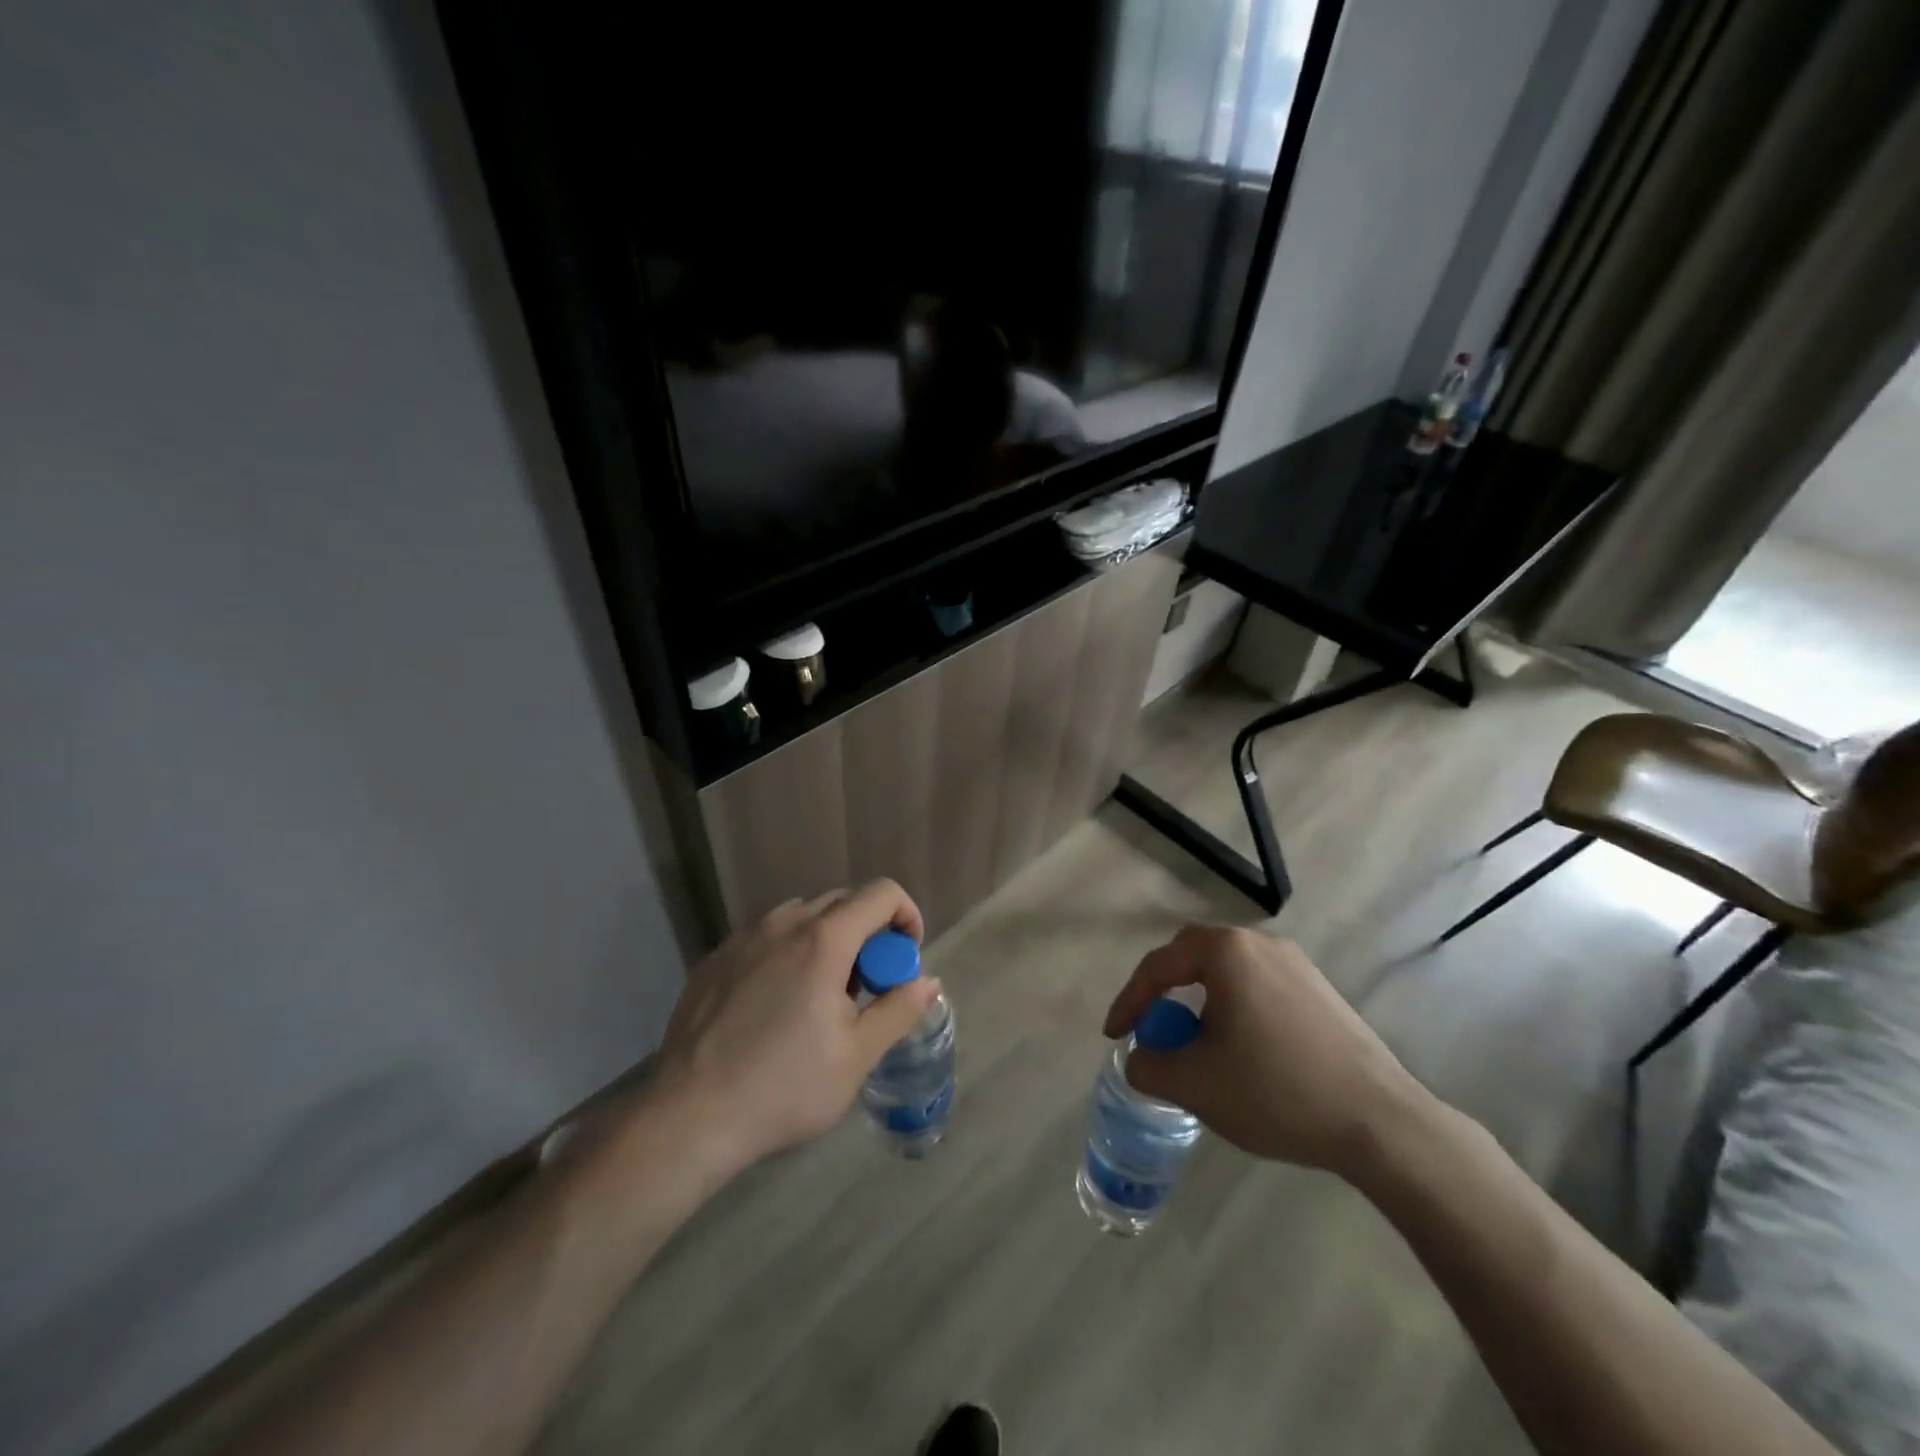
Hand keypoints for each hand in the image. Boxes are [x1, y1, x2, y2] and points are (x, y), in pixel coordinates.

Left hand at [647, 881, 941, 1171]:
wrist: (688, 1117)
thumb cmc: (784, 1087)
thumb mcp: (856, 1056)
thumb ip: (899, 1009)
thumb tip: (928, 981)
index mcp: (823, 939)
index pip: (881, 893)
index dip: (906, 916)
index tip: (905, 959)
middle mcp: (783, 923)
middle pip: (843, 901)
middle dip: (868, 933)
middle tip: (866, 986)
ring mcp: (742, 937)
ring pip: (801, 917)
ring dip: (827, 941)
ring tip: (819, 997)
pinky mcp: (714, 958)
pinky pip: (765, 937)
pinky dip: (787, 953)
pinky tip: (774, 1006)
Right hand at [1103, 925, 1426, 1177]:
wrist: (1381, 1122)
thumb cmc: (1277, 1092)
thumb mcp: (1195, 1085)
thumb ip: (1149, 1067)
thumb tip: (1141, 1058)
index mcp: (1226, 952)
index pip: (1158, 966)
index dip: (1128, 1001)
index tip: (1114, 1036)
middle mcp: (1260, 944)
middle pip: (1193, 955)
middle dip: (1165, 990)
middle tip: (1153, 1026)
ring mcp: (1297, 965)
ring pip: (1229, 973)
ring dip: (1202, 1002)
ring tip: (1198, 1046)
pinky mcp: (1322, 991)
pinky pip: (1260, 987)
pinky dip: (1236, 1010)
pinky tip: (1244, 1052)